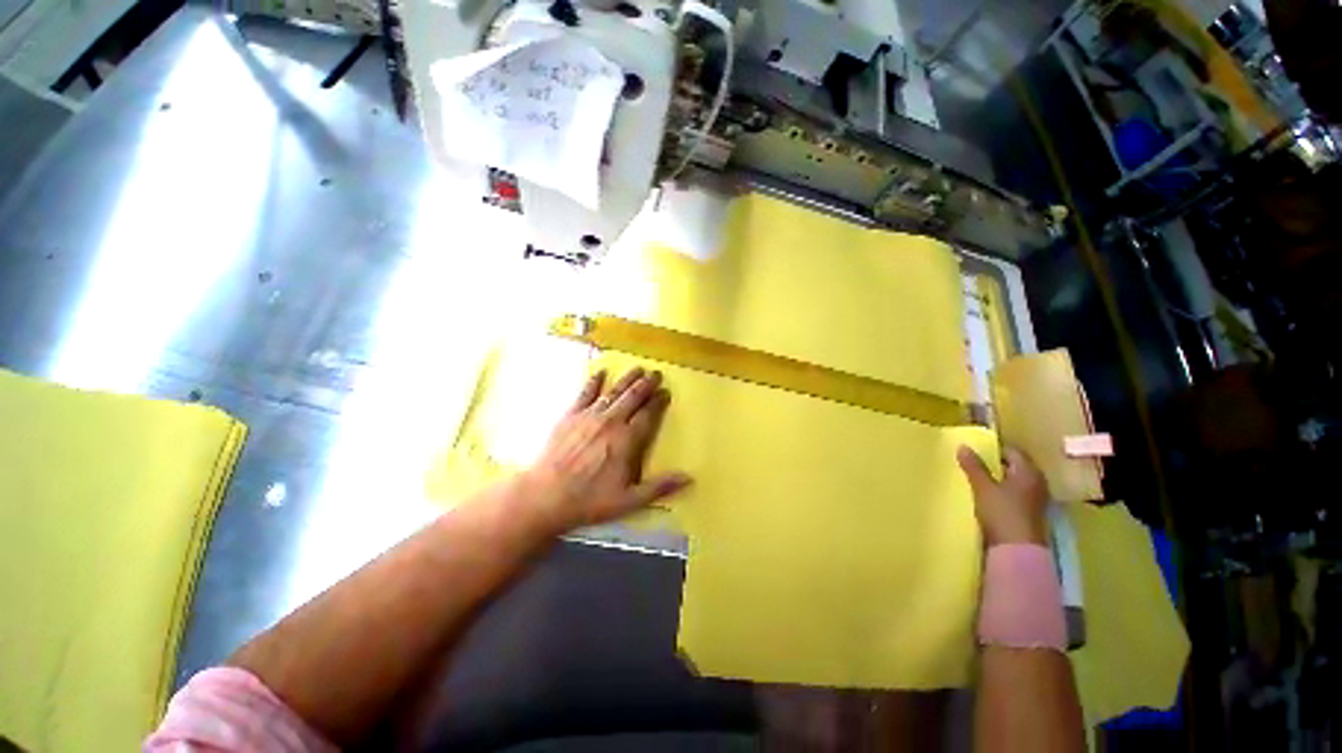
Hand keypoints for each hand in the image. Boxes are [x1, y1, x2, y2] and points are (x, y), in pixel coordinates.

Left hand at [521, 367, 691, 534]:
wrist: (545, 496)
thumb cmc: (589, 500)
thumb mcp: (629, 500)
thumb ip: (659, 487)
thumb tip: (688, 478)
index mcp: (627, 440)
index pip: (648, 415)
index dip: (658, 402)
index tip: (666, 392)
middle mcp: (611, 422)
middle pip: (633, 398)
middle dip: (646, 384)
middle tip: (656, 373)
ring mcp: (589, 416)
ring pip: (613, 392)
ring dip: (627, 379)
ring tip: (638, 368)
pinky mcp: (570, 416)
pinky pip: (584, 393)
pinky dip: (593, 382)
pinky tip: (600, 372)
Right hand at [957, 445, 1048, 545]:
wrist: (1016, 550)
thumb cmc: (1002, 512)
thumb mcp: (983, 487)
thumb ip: (974, 466)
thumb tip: (962, 446)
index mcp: (1029, 472)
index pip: (1012, 451)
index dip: (994, 448)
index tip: (975, 448)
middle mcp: (1036, 483)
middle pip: (1014, 466)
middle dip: (995, 463)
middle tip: (972, 461)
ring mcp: (1034, 499)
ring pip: (1013, 481)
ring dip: (997, 478)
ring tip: (976, 477)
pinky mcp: (1028, 513)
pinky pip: (1013, 494)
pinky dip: (1001, 491)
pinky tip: (986, 494)